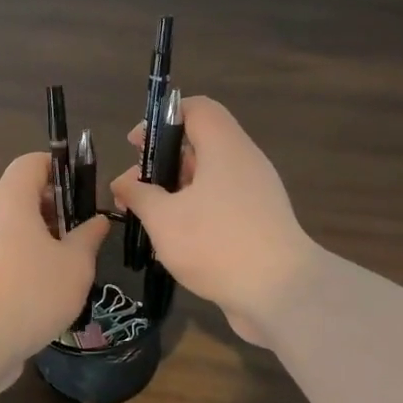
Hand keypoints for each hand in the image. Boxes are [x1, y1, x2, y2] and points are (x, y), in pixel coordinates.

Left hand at [0, 152, 110, 384]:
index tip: (84, 190)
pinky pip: (3, 253)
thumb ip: (88, 238)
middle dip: (55, 208)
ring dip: (42, 238)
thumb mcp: (76, 264)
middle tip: (83, 232)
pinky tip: (47, 288)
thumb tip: (97, 220)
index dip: (59, 168)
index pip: (31, 163)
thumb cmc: (33, 290)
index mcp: (11, 199)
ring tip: (70, 263)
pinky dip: (25, 260)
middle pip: (21, 195)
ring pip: (13, 228)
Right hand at [110, 96, 317, 346]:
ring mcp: (255, 195)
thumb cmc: (215, 244)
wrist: (280, 293)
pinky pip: (221, 205)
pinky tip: (171, 244)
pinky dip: (194, 214)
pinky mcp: (259, 223)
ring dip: (174, 193)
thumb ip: (139, 194)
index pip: (196, 109)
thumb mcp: (163, 218)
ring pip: (208, 180)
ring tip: (146, 220)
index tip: (135, 146)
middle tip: (133, 191)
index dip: (162, 118)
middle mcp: (244, 163)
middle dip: (161, 164)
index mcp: (225, 148)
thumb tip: (122, 182)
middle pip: (199, 146)